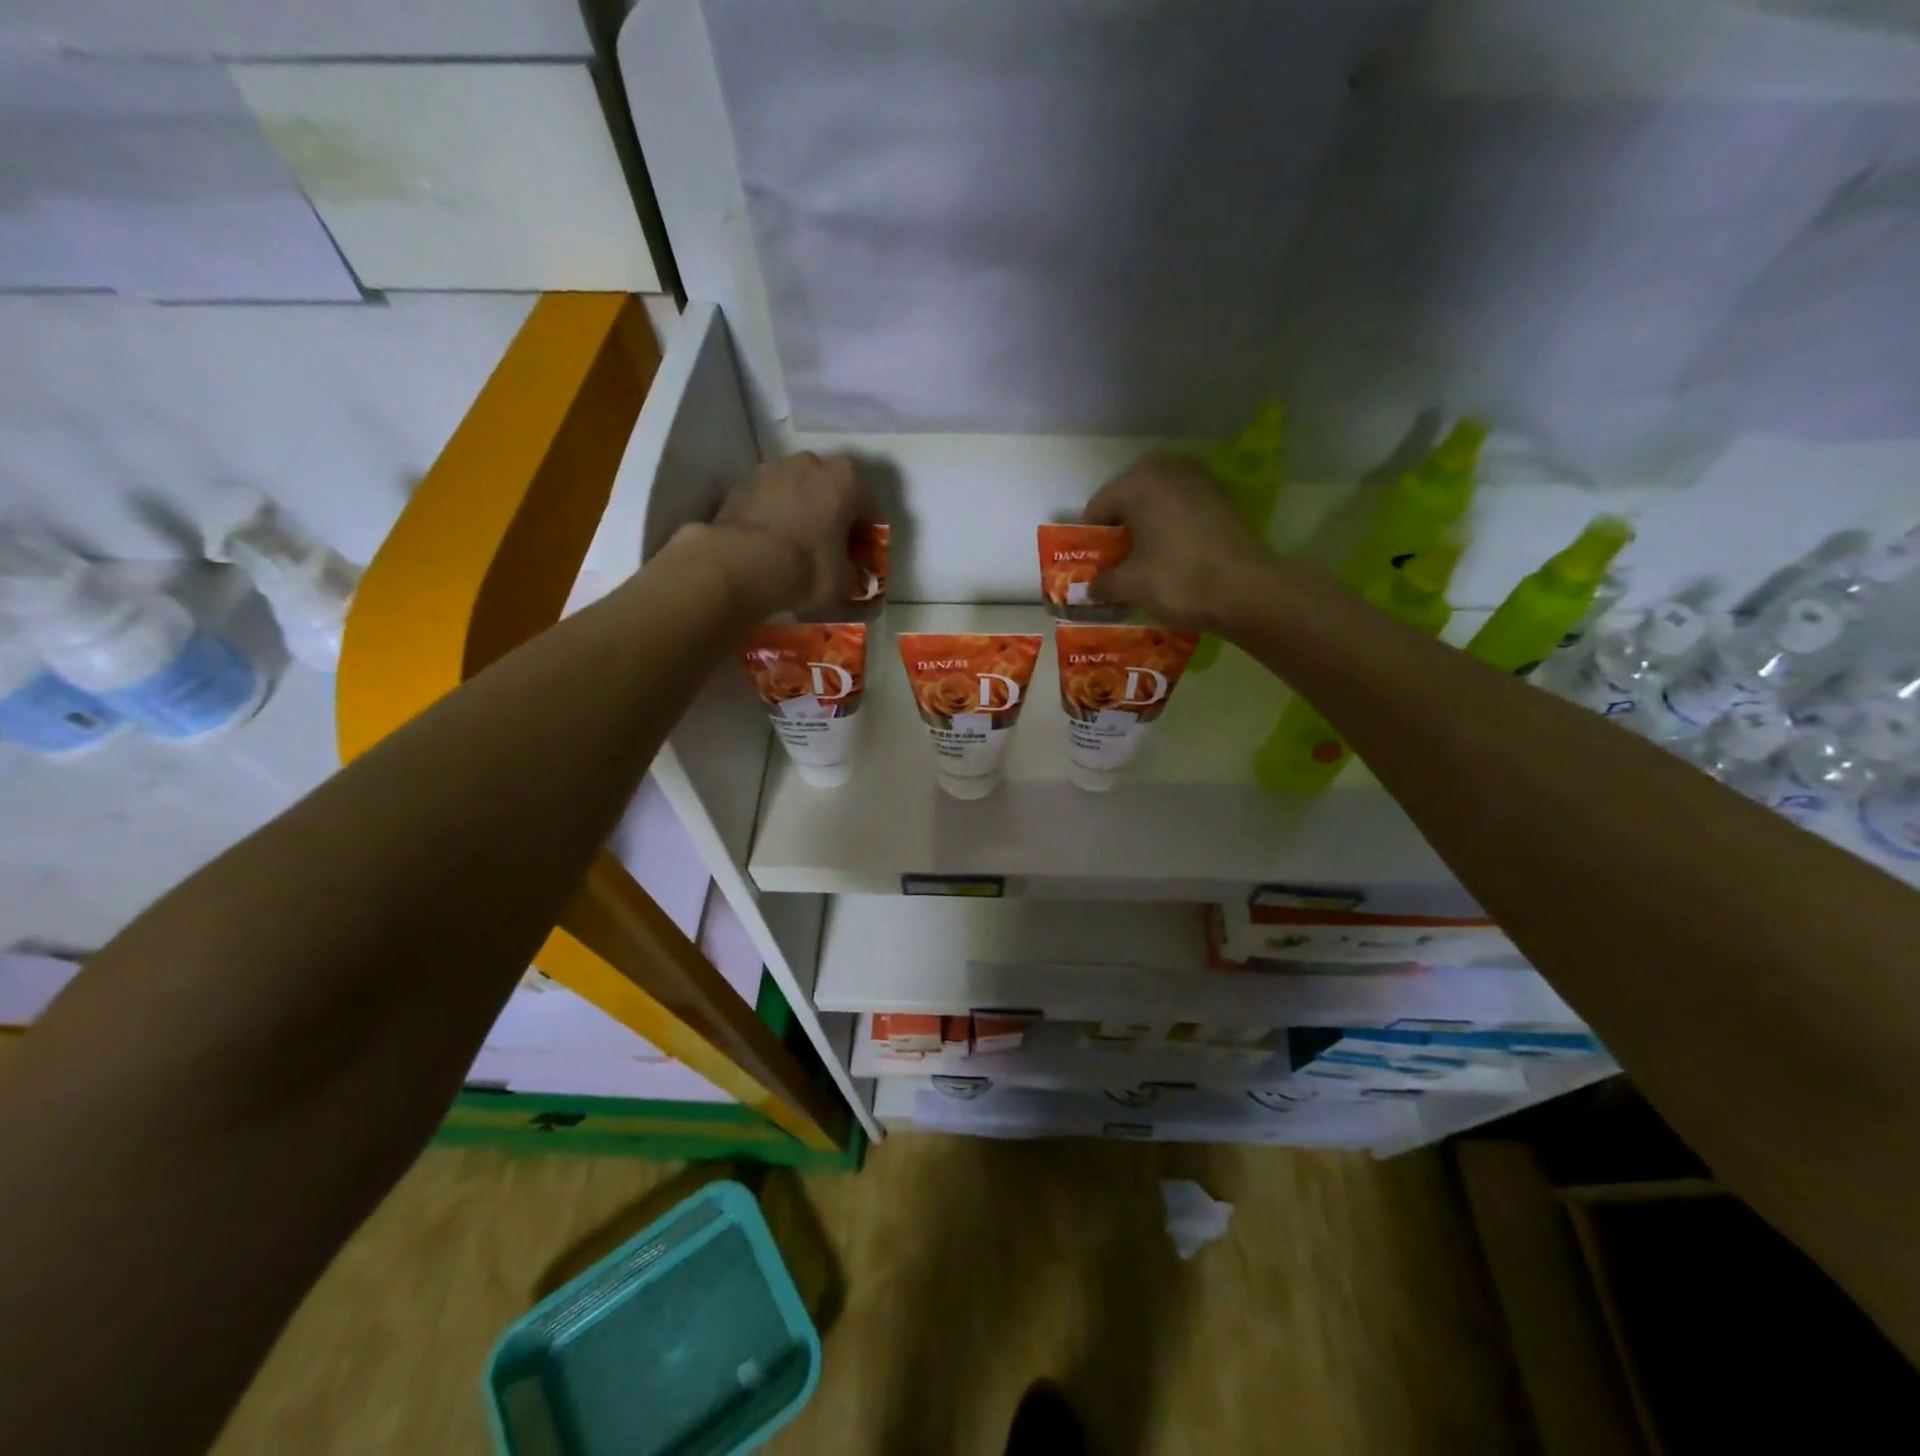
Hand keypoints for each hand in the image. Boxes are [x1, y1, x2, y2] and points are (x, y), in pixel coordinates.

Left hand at [702, 452, 875, 615]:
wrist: (742, 564)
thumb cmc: (807, 567)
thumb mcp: (843, 580)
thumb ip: (851, 571)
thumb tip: (848, 574)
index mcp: (847, 480)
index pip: (869, 509)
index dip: (867, 537)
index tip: (861, 558)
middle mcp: (811, 463)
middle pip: (831, 491)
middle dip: (833, 516)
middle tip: (830, 548)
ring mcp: (772, 469)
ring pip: (797, 492)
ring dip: (801, 512)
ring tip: (796, 546)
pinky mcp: (741, 485)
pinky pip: (768, 502)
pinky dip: (773, 517)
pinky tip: (770, 545)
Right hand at [1084, 453, 1278, 632]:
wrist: (1246, 590)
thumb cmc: (1177, 580)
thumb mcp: (1129, 586)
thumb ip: (1102, 582)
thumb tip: (1090, 588)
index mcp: (1138, 481)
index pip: (1097, 509)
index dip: (1091, 541)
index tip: (1093, 567)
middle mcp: (1168, 469)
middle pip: (1128, 501)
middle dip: (1120, 531)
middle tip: (1118, 564)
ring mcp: (1200, 479)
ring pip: (1157, 503)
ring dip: (1147, 528)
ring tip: (1146, 562)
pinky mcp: (1222, 497)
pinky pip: (1183, 509)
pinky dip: (1172, 528)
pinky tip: (1174, 556)